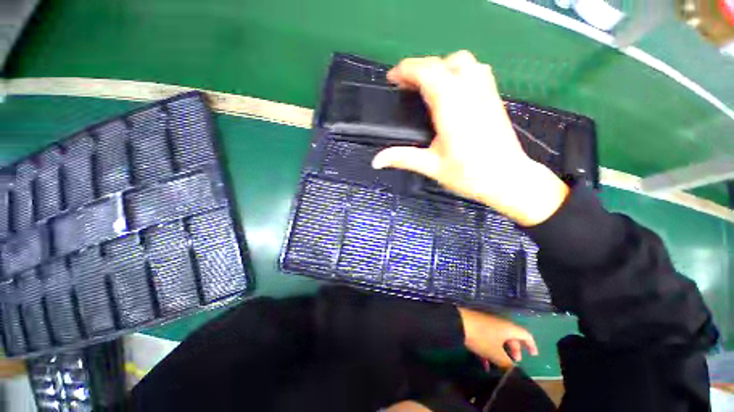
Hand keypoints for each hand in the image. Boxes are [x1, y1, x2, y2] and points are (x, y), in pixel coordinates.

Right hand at [372, 51, 567, 225]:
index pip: (426, 72)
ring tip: (427, 85)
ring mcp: (485, 92)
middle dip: (420, 68)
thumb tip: (376, 161)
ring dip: (441, 66)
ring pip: (462, 61)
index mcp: (451, 107)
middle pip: (442, 62)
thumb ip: (402, 158)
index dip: (406, 70)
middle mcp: (469, 92)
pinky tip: (452, 89)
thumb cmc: (469, 174)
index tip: (392, 79)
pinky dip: (458, 71)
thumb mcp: (431, 167)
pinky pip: (476, 70)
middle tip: (406, 85)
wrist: (507, 179)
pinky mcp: (493, 97)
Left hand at [458, 307, 537, 368]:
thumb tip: (512, 368)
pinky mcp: (476, 325)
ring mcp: (487, 323)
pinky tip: (484, 364)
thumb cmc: (481, 337)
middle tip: (514, 363)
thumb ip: (507, 363)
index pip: (525, 334)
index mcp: (508, 327)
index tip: (534, 355)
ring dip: (500, 353)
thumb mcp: (496, 353)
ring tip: (498, 367)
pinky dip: (489, 350)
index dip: (531, 345)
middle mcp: (499, 323)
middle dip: (514, 350)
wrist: (458, 323)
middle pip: (511, 337)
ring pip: (498, 339)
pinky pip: (487, 339)